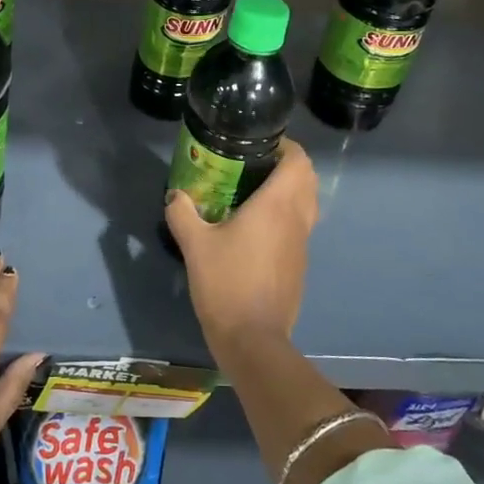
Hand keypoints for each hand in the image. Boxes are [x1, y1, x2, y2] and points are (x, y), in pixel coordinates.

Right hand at [165, 138, 317, 350]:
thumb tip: (175, 195)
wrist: (253, 339)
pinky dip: (287, 216)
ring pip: (307, 203)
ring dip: (290, 191)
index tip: (260, 144)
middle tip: (254, 165)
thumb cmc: (226, 283)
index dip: (286, 146)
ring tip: (254, 193)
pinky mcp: (299, 264)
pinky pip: (300, 226)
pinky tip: (256, 228)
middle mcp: (297, 218)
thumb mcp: (195, 245)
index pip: (299, 161)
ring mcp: (302, 243)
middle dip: (287, 165)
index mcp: (277, 205)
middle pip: (308, 178)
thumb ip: (183, 213)